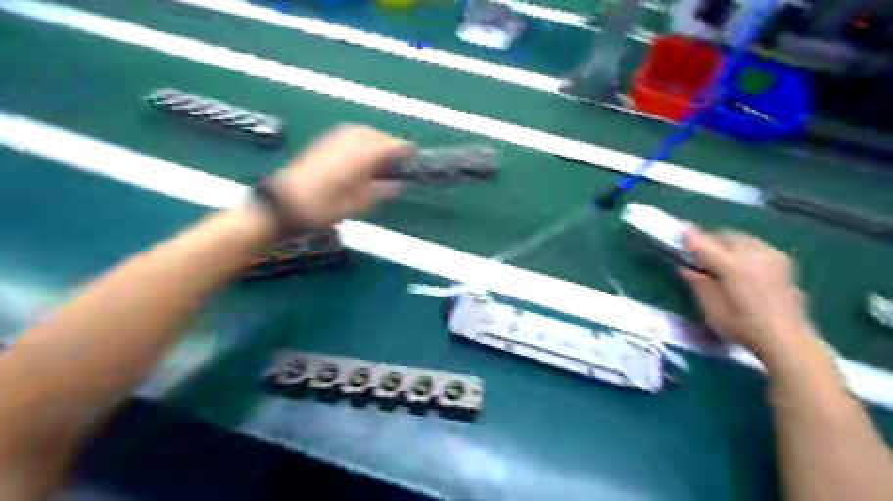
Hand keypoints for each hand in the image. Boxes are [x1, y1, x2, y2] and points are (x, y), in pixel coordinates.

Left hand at [271, 125, 413, 226]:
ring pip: (364, 132)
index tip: (416, 154)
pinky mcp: (324, 141)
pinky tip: (361, 154)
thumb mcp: (360, 204)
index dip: (406, 149)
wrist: (286, 201)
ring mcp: (336, 138)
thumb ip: (383, 190)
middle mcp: (351, 140)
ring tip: (381, 157)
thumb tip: (400, 184)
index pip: (392, 145)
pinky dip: (362, 140)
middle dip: (391, 144)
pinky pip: (351, 133)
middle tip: (399, 159)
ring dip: (376, 140)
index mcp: (364, 154)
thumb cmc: (326, 206)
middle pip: (378, 135)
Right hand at [681, 228, 814, 360]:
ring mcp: (771, 256)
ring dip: (725, 243)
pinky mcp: (782, 262)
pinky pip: (755, 245)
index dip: (690, 237)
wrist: (788, 341)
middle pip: (725, 236)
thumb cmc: (743, 328)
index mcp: (734, 267)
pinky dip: (741, 248)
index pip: (705, 245)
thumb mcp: (712, 310)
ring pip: (741, 238)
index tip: (678, 230)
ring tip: (716, 256)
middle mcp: (754, 255)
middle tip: (696, 252)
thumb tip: (686, 267)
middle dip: (708, 240)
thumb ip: (699, 284)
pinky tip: (738, 263)